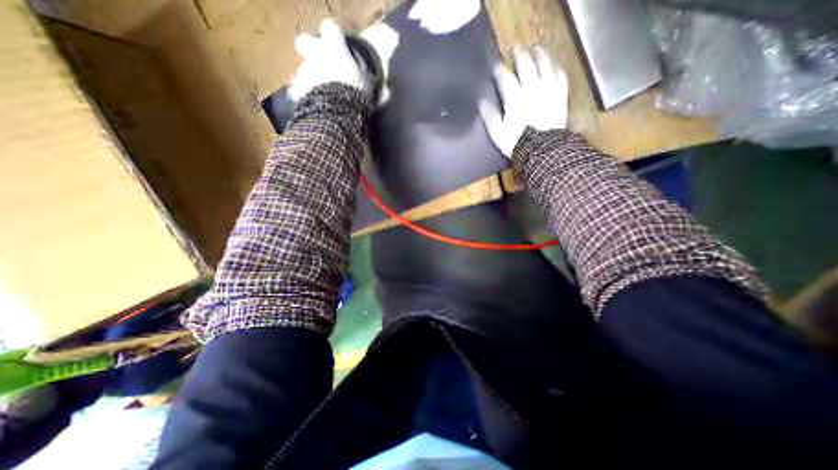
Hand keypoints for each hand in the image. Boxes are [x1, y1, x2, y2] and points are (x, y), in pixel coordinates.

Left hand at [289, 18, 371, 99]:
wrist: (336, 112)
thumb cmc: (355, 93)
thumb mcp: (367, 84)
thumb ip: (366, 75)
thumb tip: (372, 76)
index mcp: (334, 48)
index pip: (331, 28)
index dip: (335, 36)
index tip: (341, 45)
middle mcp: (315, 54)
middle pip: (305, 41)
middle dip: (311, 50)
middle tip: (323, 64)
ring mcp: (304, 71)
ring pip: (305, 68)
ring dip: (313, 77)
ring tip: (325, 94)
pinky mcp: (298, 89)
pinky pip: (302, 89)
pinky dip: (309, 94)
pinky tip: (318, 104)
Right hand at [477, 46, 568, 158]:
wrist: (541, 151)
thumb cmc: (516, 142)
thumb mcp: (497, 132)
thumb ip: (489, 115)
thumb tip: (481, 100)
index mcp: (515, 98)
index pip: (505, 78)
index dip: (499, 70)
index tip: (495, 66)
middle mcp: (532, 89)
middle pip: (526, 65)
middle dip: (520, 55)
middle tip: (516, 48)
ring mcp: (548, 91)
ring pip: (545, 65)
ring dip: (540, 55)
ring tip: (536, 49)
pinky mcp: (560, 96)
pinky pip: (560, 76)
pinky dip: (556, 68)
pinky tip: (553, 66)